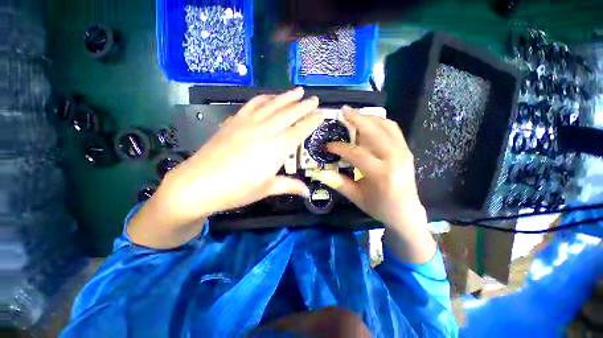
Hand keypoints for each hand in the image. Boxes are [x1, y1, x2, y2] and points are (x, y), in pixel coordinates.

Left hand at [128, 88, 323, 248]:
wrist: (198, 184)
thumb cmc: (236, 190)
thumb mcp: (266, 189)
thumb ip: (289, 186)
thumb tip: (308, 192)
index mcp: (276, 149)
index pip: (299, 131)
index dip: (312, 122)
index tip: (321, 115)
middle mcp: (264, 132)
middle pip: (288, 114)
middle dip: (304, 106)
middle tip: (314, 99)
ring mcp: (248, 124)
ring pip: (272, 105)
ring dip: (286, 97)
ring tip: (297, 91)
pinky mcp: (234, 121)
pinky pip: (252, 105)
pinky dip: (264, 99)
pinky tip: (270, 97)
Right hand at [319, 106, 435, 262]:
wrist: (406, 213)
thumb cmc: (380, 207)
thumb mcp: (357, 197)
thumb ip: (339, 183)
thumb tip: (321, 172)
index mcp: (381, 174)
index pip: (356, 153)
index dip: (339, 147)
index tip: (327, 145)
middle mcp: (395, 158)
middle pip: (373, 131)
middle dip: (356, 119)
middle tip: (342, 111)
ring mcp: (403, 152)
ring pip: (385, 126)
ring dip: (368, 117)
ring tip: (353, 114)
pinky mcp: (406, 150)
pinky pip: (393, 129)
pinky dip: (380, 122)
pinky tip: (369, 122)